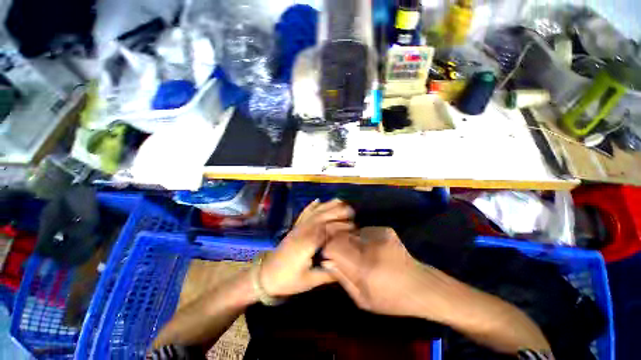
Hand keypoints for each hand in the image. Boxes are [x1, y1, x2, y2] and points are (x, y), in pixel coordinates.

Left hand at [260, 199, 354, 296]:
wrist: (265, 276)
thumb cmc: (288, 280)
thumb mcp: (309, 281)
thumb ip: (328, 273)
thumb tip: (346, 266)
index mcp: (308, 243)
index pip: (329, 229)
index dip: (343, 227)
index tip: (355, 228)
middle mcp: (304, 231)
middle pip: (323, 216)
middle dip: (339, 212)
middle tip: (353, 212)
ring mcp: (299, 227)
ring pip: (315, 212)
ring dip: (328, 206)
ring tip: (341, 201)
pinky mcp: (295, 228)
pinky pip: (304, 214)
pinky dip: (311, 206)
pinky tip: (318, 200)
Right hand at [322, 227, 460, 319]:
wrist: (421, 286)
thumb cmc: (391, 299)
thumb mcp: (363, 300)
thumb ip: (342, 278)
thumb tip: (326, 261)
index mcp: (364, 266)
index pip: (334, 246)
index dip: (328, 249)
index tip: (329, 256)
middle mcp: (370, 245)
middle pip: (341, 236)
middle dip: (337, 244)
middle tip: (342, 256)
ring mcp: (379, 234)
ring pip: (352, 232)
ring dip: (350, 242)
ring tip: (360, 254)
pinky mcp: (385, 230)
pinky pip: (363, 231)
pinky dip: (361, 239)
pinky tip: (371, 249)